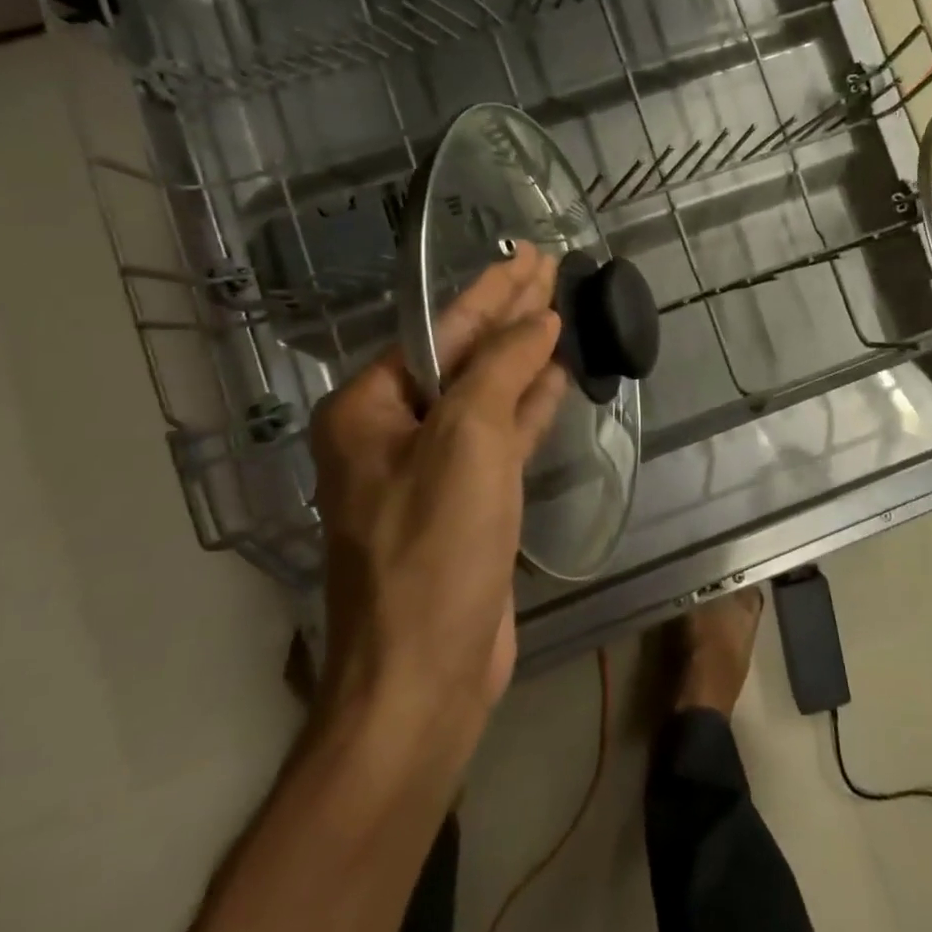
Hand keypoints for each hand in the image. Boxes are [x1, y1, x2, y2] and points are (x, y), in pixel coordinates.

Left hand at [309, 244, 565, 744]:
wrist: (424, 676)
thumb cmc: (434, 548)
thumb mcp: (466, 441)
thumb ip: (500, 368)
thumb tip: (537, 321)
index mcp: (370, 409)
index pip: (440, 329)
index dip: (492, 290)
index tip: (532, 255)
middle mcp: (392, 431)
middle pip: (462, 356)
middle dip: (508, 315)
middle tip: (552, 270)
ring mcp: (431, 469)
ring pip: (485, 394)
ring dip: (522, 357)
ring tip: (561, 313)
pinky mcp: (466, 502)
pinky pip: (500, 436)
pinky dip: (527, 406)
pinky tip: (556, 378)